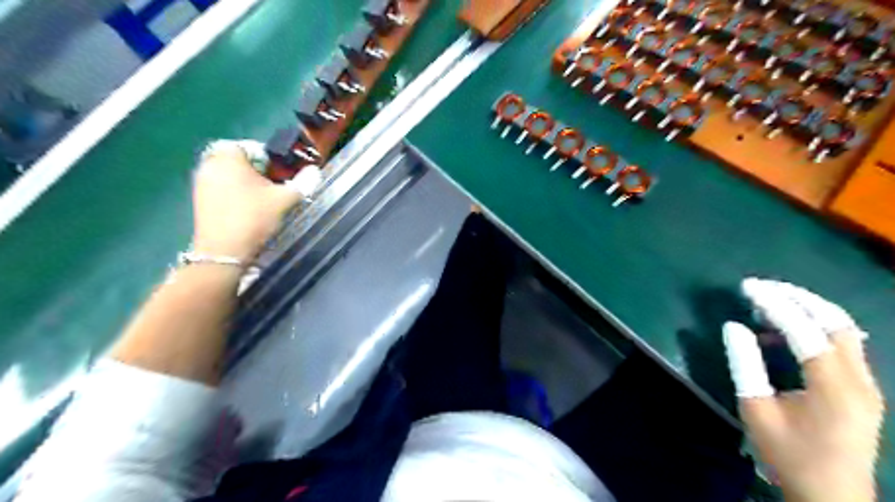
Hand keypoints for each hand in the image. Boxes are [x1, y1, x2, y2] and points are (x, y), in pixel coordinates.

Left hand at [192, 138, 325, 259]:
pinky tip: (248, 209)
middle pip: (239, 159)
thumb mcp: (285, 199)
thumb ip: (303, 182)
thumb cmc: (254, 218)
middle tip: (274, 186)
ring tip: (263, 199)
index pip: (251, 146)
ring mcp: (201, 182)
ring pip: (229, 174)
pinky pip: (221, 187)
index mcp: (229, 157)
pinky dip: (235, 192)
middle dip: (258, 169)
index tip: (281, 174)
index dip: (270, 158)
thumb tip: (315, 170)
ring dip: (246, 181)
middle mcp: (210, 164)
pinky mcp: (199, 199)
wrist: (224, 251)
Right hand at [718, 278, 878, 501]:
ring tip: (768, 302)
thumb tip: (733, 326)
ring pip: (843, 329)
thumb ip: (745, 364)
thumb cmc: (788, 454)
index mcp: (834, 387)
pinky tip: (784, 331)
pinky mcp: (863, 388)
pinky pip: (842, 344)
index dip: (774, 303)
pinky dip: (813, 327)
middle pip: (836, 321)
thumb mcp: (756, 409)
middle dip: (797, 296)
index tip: (747, 287)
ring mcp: (866, 383)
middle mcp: (859, 379)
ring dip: (807, 308)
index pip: (805, 329)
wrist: (832, 496)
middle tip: (760, 286)